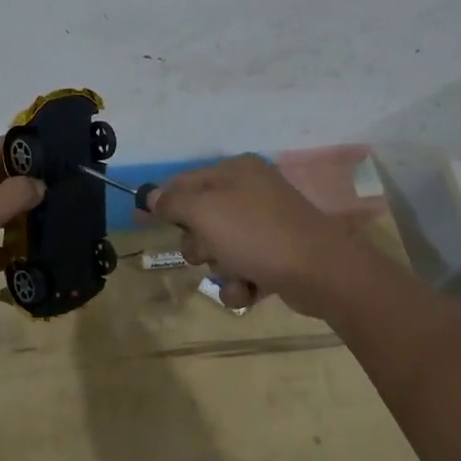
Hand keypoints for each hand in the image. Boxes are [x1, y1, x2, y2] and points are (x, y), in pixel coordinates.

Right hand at [150, 155, 350, 315]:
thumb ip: (173, 202)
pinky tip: (251, 289)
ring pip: (219, 249)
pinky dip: (241, 284)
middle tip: (209, 251)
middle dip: (198, 243)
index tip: (140, 218)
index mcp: (235, 171)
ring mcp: (266, 226)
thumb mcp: (205, 211)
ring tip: (237, 273)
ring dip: (220, 268)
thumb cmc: (257, 234)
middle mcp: (251, 193)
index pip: (185, 182)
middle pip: (200, 219)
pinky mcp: (277, 256)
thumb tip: (152, 196)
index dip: (161, 200)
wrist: (321, 272)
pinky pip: (242, 270)